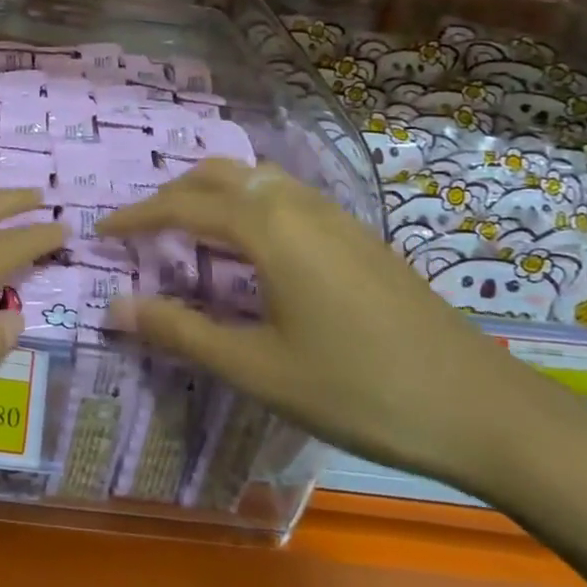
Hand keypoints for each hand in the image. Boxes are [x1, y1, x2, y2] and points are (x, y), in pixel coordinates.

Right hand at [98, 159, 580, 494]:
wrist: (485, 410)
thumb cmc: (359, 389)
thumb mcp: (258, 368)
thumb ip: (181, 331)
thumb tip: (115, 306)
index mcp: (268, 229)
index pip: (182, 206)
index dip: (135, 216)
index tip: (101, 231)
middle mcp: (297, 206)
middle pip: (218, 176)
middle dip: (172, 194)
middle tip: (142, 229)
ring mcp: (335, 216)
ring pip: (256, 178)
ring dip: (212, 191)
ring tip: (189, 229)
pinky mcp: (359, 235)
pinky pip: (286, 195)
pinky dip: (248, 202)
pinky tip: (252, 245)